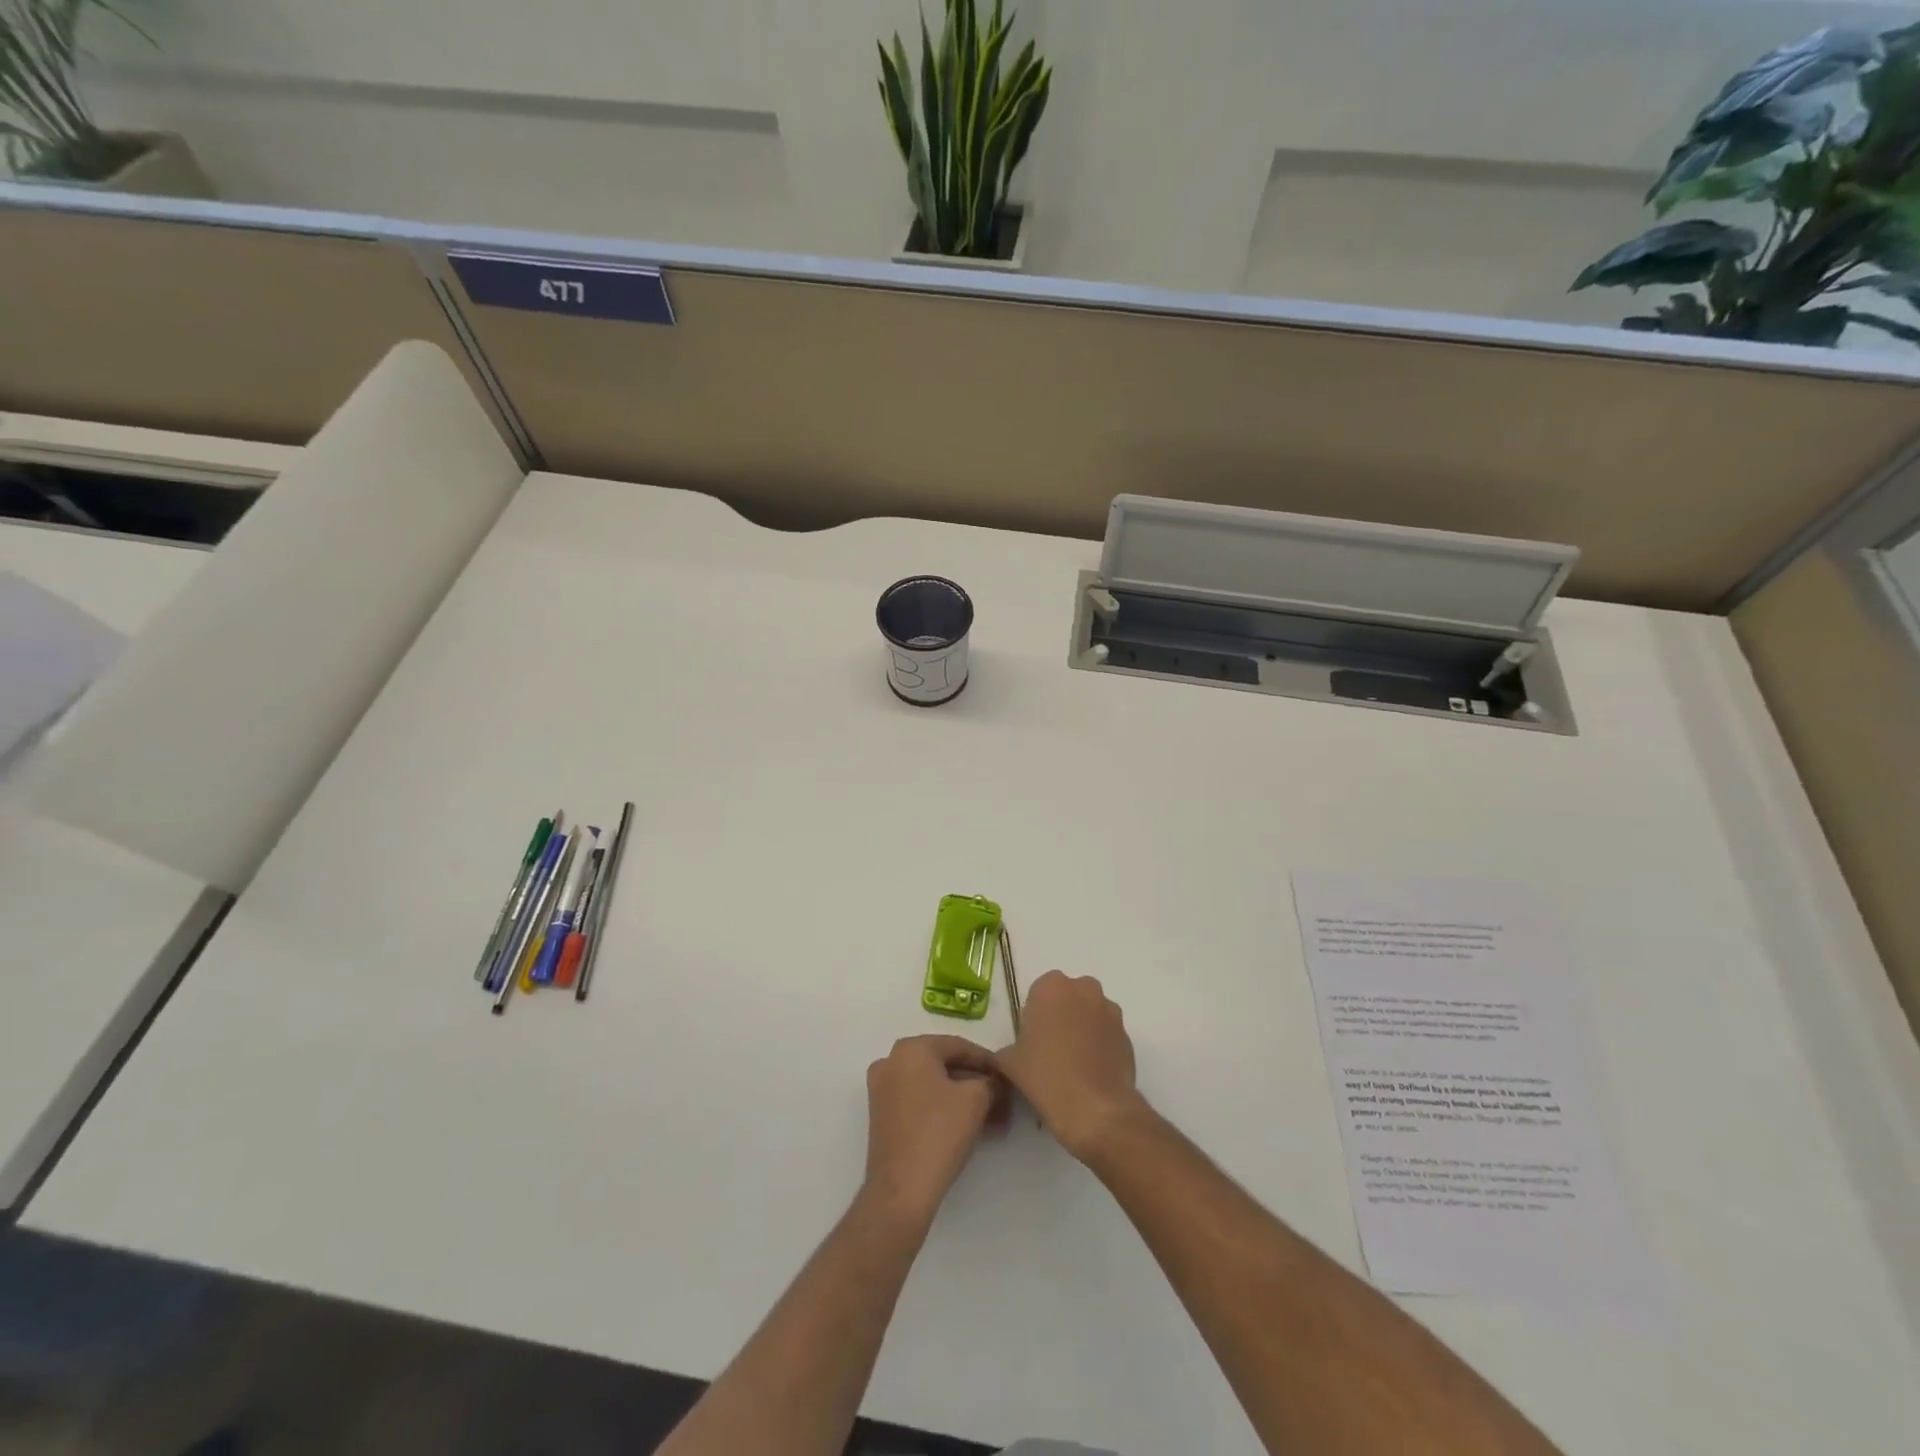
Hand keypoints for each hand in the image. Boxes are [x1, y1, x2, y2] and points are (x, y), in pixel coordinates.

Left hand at [863, 1035, 1008, 1225]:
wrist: (901, 1190)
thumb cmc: (939, 1133)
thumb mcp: (976, 1100)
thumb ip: (991, 1082)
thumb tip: (996, 1082)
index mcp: (911, 1049)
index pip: (958, 1046)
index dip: (988, 1061)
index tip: (1008, 1076)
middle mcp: (891, 1062)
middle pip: (944, 1066)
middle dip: (977, 1083)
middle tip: (1003, 1099)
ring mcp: (883, 1091)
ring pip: (933, 1086)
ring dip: (964, 1099)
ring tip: (994, 1118)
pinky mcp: (883, 1117)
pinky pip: (920, 1102)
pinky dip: (945, 1109)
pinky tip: (971, 1126)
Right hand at [996, 971, 1149, 1162]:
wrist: (1094, 1110)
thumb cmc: (1045, 1076)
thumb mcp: (1009, 1062)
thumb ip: (1008, 1048)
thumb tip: (1012, 1053)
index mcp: (1051, 987)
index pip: (1039, 992)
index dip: (1035, 1015)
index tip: (1032, 1039)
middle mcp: (1084, 989)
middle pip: (1068, 997)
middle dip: (1061, 1016)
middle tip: (1051, 1049)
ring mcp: (1110, 1011)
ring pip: (1090, 1013)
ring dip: (1083, 1028)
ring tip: (1073, 1064)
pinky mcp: (1127, 1035)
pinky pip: (1107, 1034)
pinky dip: (1100, 1046)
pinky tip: (1091, 1073)